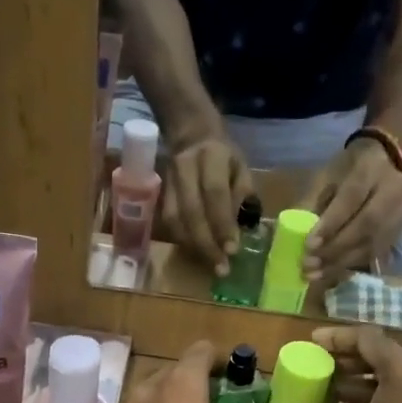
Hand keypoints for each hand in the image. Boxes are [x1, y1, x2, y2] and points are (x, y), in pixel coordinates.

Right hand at [160, 136, 251, 275]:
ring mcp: (168, 181)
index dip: (222, 223)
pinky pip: (168, 222)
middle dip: (207, 243)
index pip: (215, 193)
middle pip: (191, 211)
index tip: (232, 250)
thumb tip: (241, 230)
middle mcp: (185, 167)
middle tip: (221, 268)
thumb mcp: (240, 167)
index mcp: (212, 156)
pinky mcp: (159, 194)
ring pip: (175, 220)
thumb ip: (242, 195)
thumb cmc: (222, 156)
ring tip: (210, 265)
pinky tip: (196, 253)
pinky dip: (182, 241)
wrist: (189, 134)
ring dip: (193, 246)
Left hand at [304, 139, 401, 286]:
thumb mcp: (325, 177)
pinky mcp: (397, 232)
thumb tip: (294, 235)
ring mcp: (398, 215)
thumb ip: (311, 203)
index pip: (351, 200)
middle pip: (366, 226)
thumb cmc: (347, 170)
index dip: (330, 225)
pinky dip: (350, 264)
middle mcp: (391, 193)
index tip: (309, 244)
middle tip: (308, 264)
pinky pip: (374, 253)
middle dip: (334, 248)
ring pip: (371, 244)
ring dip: (340, 262)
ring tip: (315, 274)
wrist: (384, 162)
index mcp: (369, 171)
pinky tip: (330, 272)